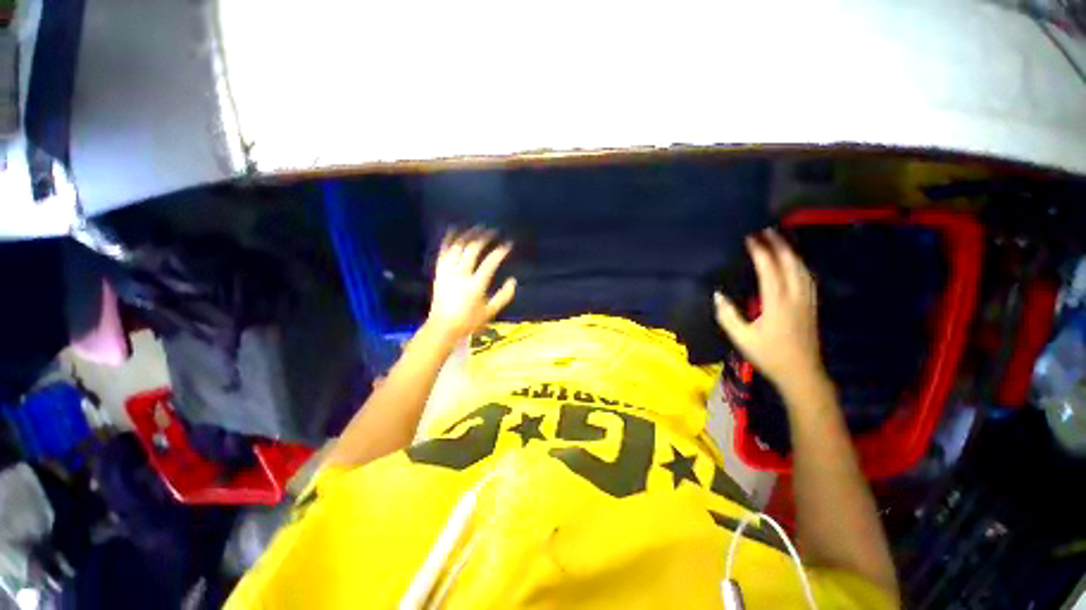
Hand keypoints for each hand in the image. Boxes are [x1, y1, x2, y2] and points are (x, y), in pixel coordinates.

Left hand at [427, 228, 516, 340]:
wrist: (443, 327)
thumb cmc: (469, 321)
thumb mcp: (491, 312)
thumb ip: (504, 296)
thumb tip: (513, 280)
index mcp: (475, 286)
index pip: (490, 263)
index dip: (500, 252)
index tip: (508, 244)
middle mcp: (460, 276)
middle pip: (472, 250)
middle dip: (483, 238)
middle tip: (492, 232)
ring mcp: (448, 273)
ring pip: (457, 248)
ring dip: (467, 235)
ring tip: (477, 228)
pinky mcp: (439, 272)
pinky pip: (443, 252)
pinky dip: (448, 239)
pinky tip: (454, 230)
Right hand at [714, 229, 826, 393]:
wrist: (801, 373)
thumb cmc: (769, 355)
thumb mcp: (741, 338)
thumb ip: (728, 315)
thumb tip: (717, 295)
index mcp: (777, 302)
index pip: (769, 268)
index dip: (760, 251)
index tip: (750, 237)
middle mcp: (795, 296)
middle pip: (790, 262)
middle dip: (778, 244)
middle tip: (766, 229)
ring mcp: (807, 300)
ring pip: (802, 268)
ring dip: (790, 251)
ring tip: (779, 240)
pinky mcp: (812, 305)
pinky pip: (807, 277)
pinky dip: (799, 264)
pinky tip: (794, 262)